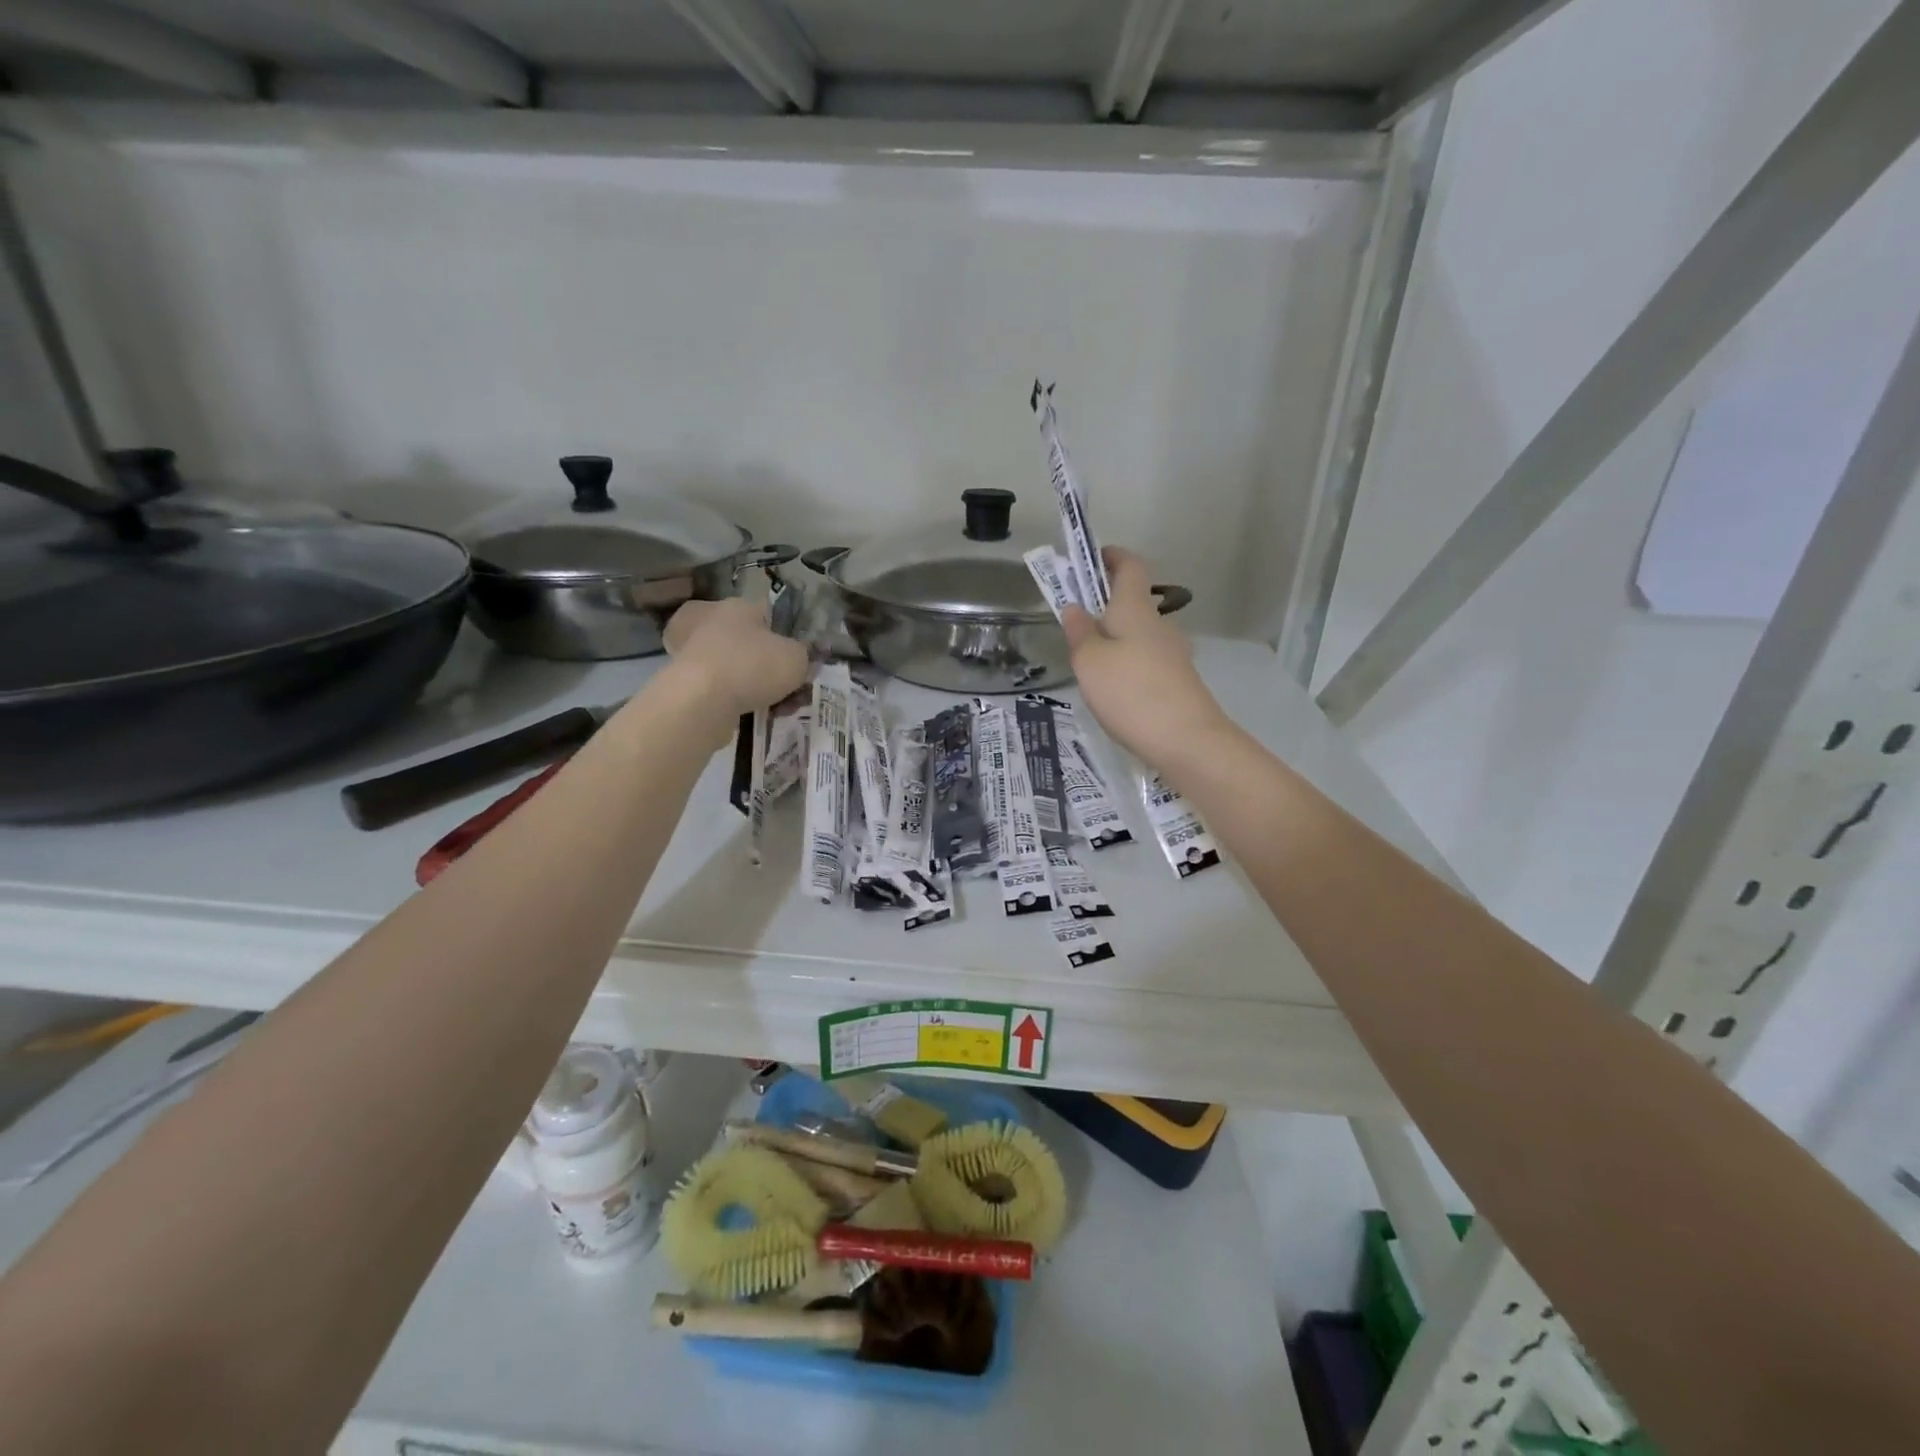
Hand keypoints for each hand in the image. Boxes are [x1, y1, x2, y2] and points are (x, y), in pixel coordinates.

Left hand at [656, 597, 808, 737]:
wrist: (701, 701)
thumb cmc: (752, 666)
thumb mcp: (796, 658)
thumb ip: (802, 655)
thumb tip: (798, 659)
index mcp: (736, 605)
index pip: (766, 612)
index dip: (785, 635)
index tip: (795, 658)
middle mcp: (708, 620)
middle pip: (744, 640)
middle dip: (764, 662)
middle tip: (783, 684)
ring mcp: (688, 650)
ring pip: (730, 666)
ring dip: (750, 684)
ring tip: (774, 707)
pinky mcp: (679, 680)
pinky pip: (717, 689)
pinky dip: (734, 700)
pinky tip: (753, 716)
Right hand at [1062, 549, 1230, 770]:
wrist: (1187, 740)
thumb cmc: (1130, 692)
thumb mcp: (1089, 662)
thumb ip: (1079, 632)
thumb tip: (1074, 607)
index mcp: (1136, 609)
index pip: (1130, 566)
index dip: (1113, 557)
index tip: (1093, 558)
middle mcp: (1160, 625)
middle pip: (1134, 602)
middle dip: (1107, 604)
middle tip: (1078, 621)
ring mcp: (1174, 653)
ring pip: (1140, 634)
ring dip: (1117, 636)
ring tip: (1090, 661)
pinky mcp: (1178, 681)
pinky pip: (1148, 659)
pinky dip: (1129, 662)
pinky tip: (1114, 689)